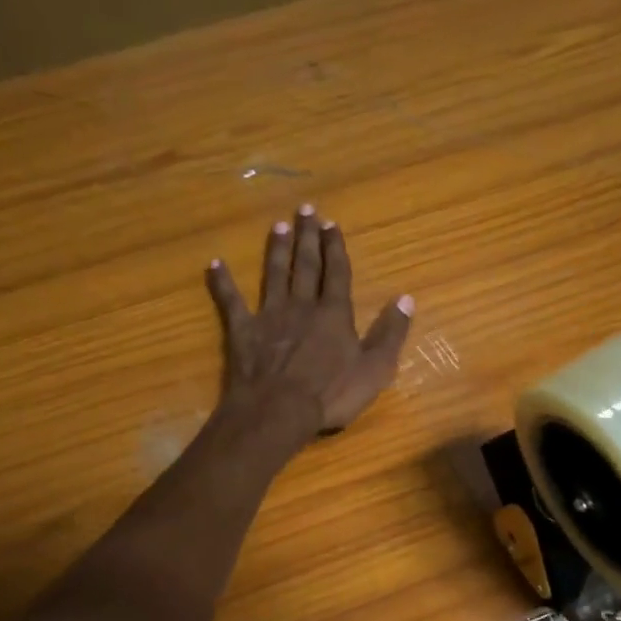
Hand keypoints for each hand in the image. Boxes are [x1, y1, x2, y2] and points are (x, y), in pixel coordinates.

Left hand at [206, 206, 413, 436]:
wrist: (279, 411)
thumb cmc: (331, 394)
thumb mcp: (375, 369)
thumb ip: (390, 333)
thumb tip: (406, 299)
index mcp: (334, 314)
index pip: (337, 273)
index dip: (335, 248)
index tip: (332, 224)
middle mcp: (302, 306)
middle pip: (306, 266)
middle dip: (307, 237)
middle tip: (306, 209)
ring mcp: (270, 316)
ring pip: (274, 275)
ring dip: (277, 250)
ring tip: (278, 225)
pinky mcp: (243, 332)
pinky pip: (230, 302)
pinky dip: (223, 283)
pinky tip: (215, 264)